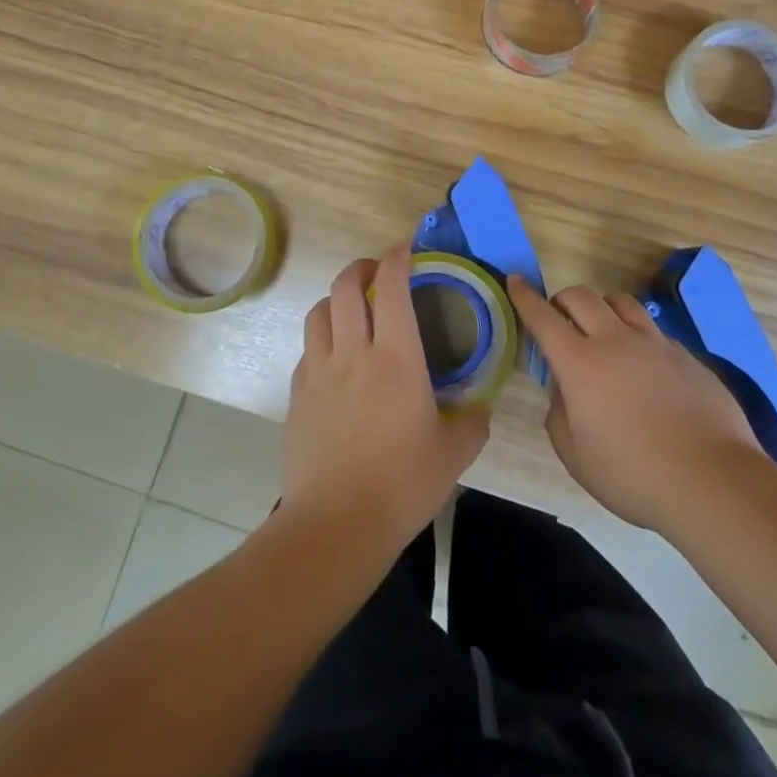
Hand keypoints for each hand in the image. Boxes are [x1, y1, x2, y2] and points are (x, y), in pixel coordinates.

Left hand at [281, 249, 490, 562]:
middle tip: (376, 272)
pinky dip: (322, 338)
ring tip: (351, 308)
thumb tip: (479, 409)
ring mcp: (319, 371)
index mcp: (396, 357)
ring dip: (335, 299)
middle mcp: (353, 352)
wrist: (335, 525)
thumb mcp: (453, 456)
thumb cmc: (401, 485)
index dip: (397, 259)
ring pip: (318, 312)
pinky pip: (307, 349)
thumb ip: (472, 425)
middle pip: (345, 287)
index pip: (392, 288)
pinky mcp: (297, 394)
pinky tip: (334, 358)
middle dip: (361, 268)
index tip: (405, 251)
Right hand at [511, 276, 759, 533]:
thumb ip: (559, 415)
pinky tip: (644, 365)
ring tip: (602, 330)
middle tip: (559, 317)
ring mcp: (654, 344)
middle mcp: (614, 340)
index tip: (515, 280)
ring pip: (621, 302)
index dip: (525, 296)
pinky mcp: (686, 355)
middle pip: (581, 296)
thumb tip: (564, 392)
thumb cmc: (633, 475)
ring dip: (602, 308)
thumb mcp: (576, 456)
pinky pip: (653, 330)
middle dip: (562, 299)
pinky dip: (637, 335)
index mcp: (579, 363)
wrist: (713, 481)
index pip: (543, 317)